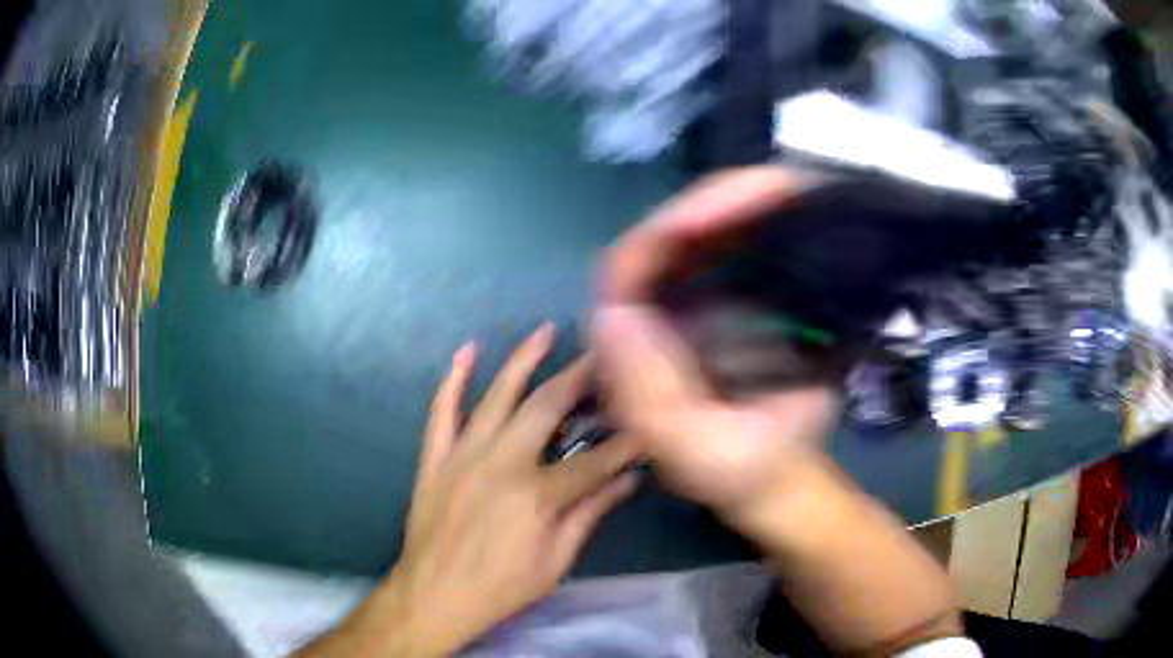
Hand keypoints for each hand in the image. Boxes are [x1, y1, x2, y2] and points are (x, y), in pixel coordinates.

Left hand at [300, 325, 638, 657]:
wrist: (434, 595)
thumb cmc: (501, 588)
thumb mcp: (556, 560)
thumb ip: (590, 514)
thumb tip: (629, 481)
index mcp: (538, 494)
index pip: (595, 459)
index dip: (626, 441)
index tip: (645, 420)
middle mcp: (502, 463)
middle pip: (546, 408)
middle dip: (579, 377)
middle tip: (600, 355)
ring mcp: (463, 455)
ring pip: (496, 396)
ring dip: (523, 360)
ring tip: (544, 331)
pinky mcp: (435, 459)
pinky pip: (441, 412)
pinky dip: (453, 380)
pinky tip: (466, 351)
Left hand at [594, 168, 961, 654]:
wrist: (779, 480)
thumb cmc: (741, 471)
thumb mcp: (692, 448)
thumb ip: (649, 392)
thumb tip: (616, 310)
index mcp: (629, 356)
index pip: (625, 274)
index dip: (666, 233)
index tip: (722, 210)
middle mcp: (648, 322)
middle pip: (662, 241)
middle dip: (712, 205)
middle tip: (772, 186)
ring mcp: (686, 308)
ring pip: (696, 236)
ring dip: (735, 205)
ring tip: (783, 186)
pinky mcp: (721, 305)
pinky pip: (728, 249)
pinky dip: (752, 222)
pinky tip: (782, 206)